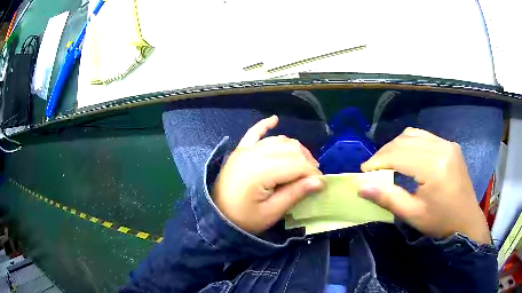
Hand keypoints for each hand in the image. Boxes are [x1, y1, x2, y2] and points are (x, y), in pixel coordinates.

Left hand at [212, 115, 323, 233]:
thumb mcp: (271, 213)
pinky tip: (275, 119)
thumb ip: (295, 194)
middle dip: (307, 161)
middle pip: (291, 149)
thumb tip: (319, 181)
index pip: (297, 164)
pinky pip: (254, 132)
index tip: (320, 185)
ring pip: (279, 140)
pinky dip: (265, 125)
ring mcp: (246, 149)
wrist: (216, 216)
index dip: (313, 173)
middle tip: (313, 179)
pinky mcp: (240, 150)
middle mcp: (254, 153)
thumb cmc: (243, 219)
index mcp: (261, 171)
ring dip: (295, 149)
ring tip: (303, 165)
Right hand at [359, 127, 490, 244]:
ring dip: (396, 146)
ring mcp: (447, 144)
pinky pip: (424, 136)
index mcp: (434, 167)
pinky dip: (410, 143)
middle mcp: (442, 147)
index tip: (364, 171)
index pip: (399, 153)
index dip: (378, 160)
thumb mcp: (413, 214)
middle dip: (385, 152)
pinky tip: (407, 157)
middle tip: (374, 169)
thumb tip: (361, 187)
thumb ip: (387, 198)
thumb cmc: (440, 222)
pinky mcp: (450, 145)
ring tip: (388, 162)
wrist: (466, 221)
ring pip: (413, 134)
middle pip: (405, 140)